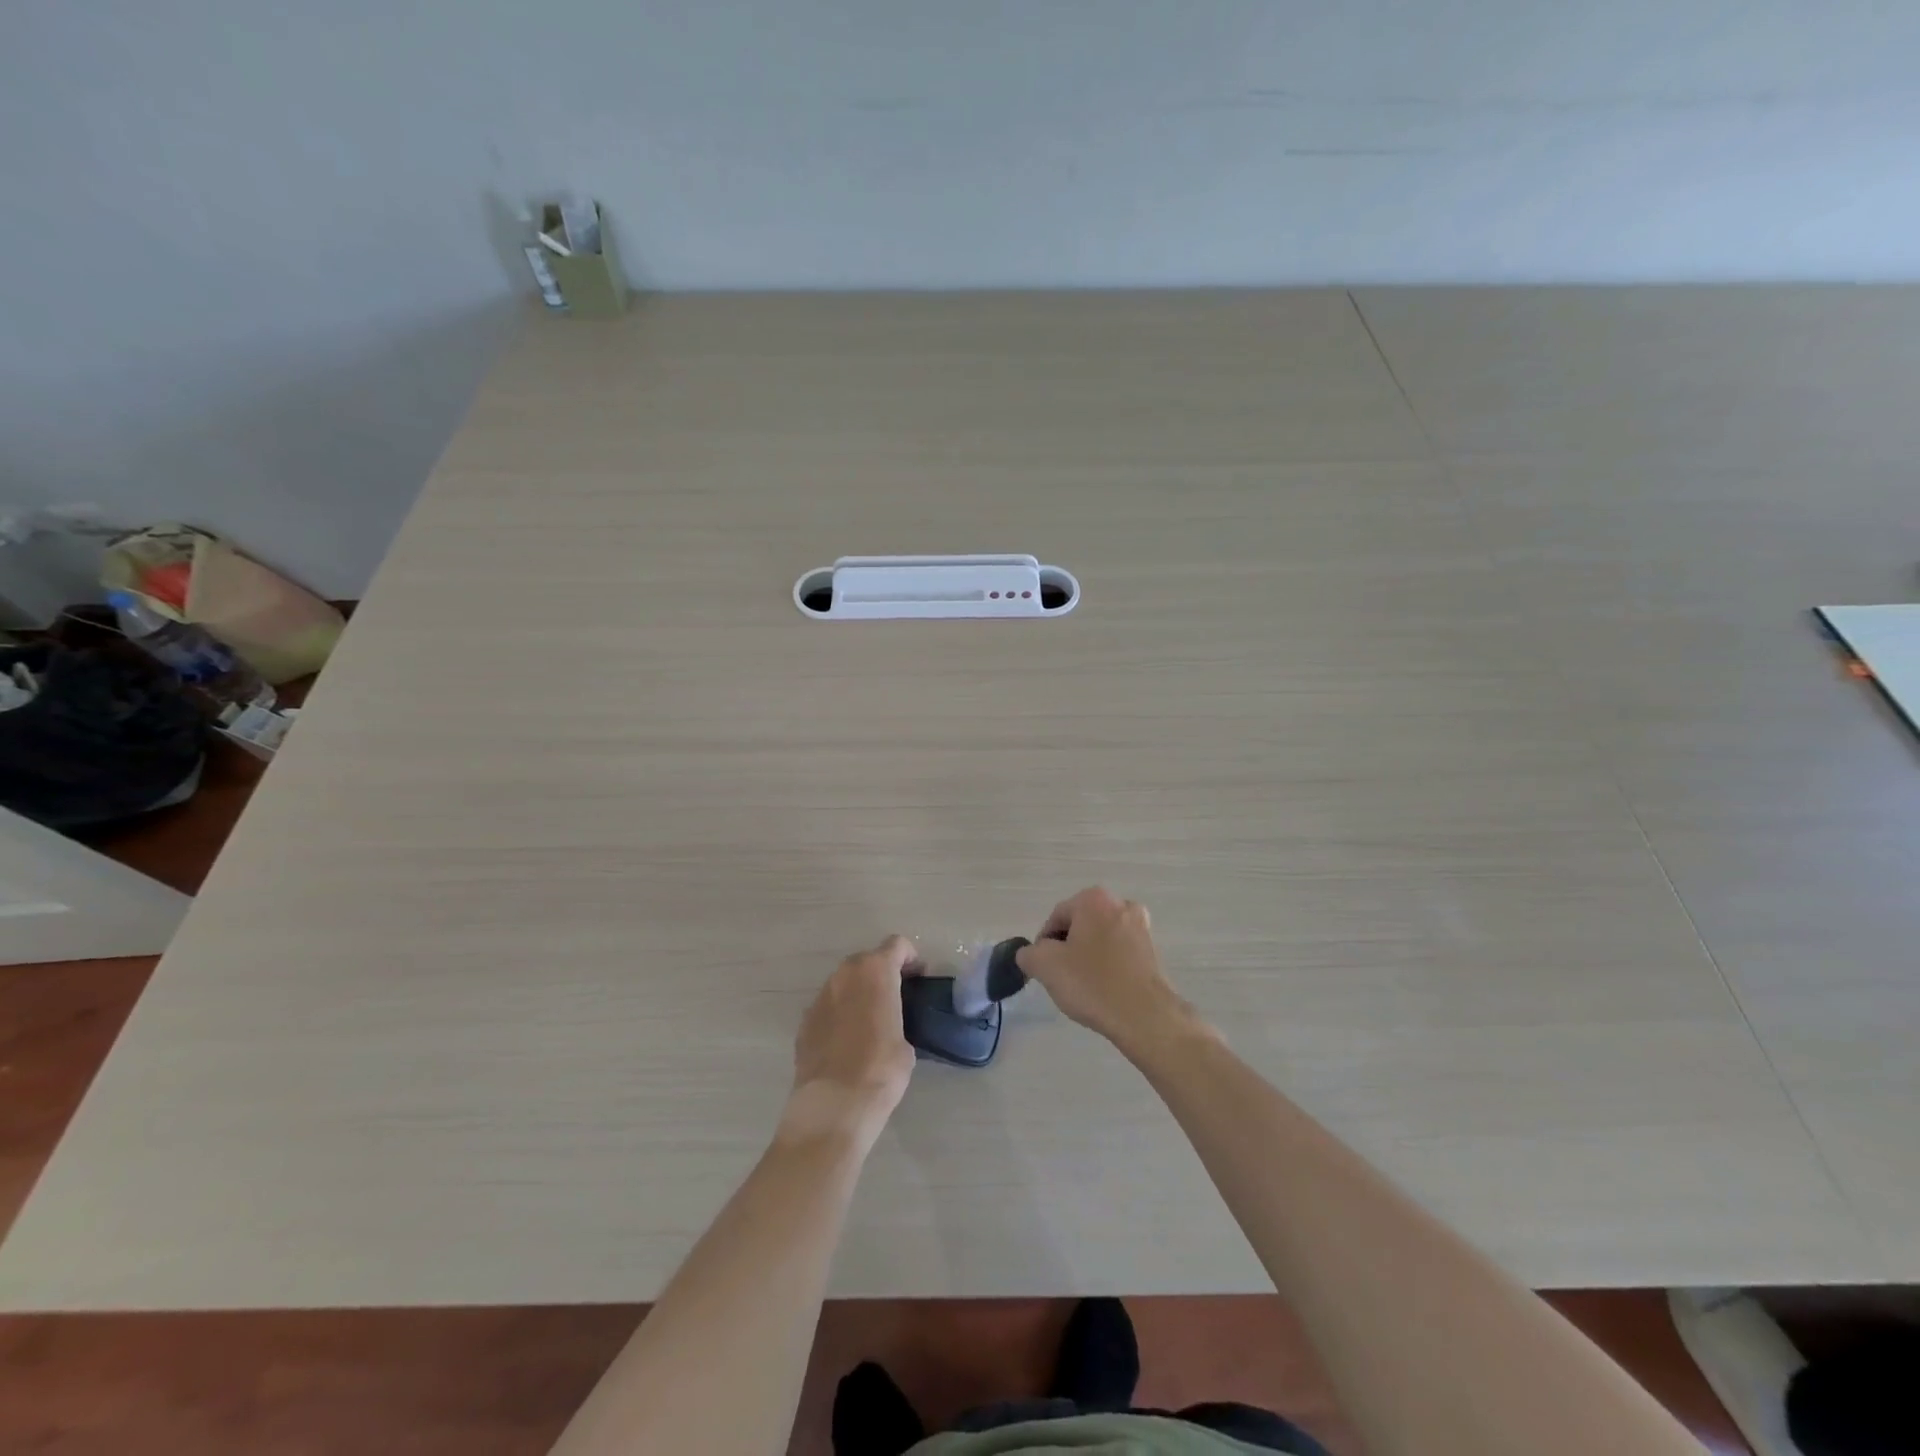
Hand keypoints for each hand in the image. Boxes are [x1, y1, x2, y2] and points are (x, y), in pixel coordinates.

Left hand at [785, 935, 917, 1141]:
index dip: (910, 958)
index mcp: (876, 972)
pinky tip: (846, 1040)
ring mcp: (821, 996)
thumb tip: (889, 1025)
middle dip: (882, 973)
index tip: (918, 978)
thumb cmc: (881, 1069)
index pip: (896, 945)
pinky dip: (839, 1013)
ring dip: (858, 992)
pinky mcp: (805, 1020)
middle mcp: (845, 975)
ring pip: (844, 982)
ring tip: (869, 1020)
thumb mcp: (906, 1042)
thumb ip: (898, 1018)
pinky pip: (829, 1006)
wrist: (835, 1103)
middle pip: (867, 960)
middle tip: (895, 998)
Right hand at [1016, 888, 1198, 1052]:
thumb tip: (1032, 954)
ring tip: (1084, 987)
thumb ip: (1029, 953)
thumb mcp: (1045, 966)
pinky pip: (1119, 953)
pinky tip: (1104, 990)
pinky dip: (1108, 966)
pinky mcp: (1153, 950)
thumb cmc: (1092, 983)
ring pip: (1100, 939)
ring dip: (1088, 957)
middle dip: (1067, 948)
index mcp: (1094, 899)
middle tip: (1062, 977)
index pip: (1056, 917)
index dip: (1044, 944)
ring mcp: (1141, 927)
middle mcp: (1120, 904)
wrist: (1145, 1016)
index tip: (1044, 969)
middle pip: (1079, 925)